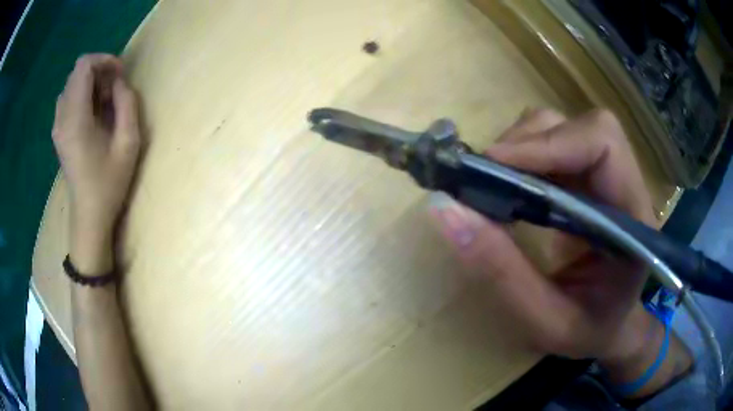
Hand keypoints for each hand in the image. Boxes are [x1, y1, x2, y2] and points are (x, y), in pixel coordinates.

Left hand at [52, 54, 140, 271]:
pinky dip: (82, 95)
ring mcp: (58, 126)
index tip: (119, 74)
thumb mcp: (129, 144)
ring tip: (104, 102)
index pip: (83, 66)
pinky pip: (68, 99)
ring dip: (90, 83)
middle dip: (99, 71)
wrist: (89, 216)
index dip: (104, 60)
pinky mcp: (58, 132)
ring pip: (71, 84)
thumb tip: (119, 83)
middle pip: (77, 72)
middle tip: (114, 90)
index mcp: (75, 118)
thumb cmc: (109, 184)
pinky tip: (93, 113)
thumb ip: (127, 104)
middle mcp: (62, 117)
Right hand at [430, 109, 656, 362]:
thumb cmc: (588, 329)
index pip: (602, 145)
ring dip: (520, 146)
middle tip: (483, 180)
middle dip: (527, 144)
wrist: (611, 325)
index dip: (549, 144)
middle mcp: (624, 184)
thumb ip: (502, 272)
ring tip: (492, 185)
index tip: (493, 167)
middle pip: (577, 127)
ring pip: (560, 127)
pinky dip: (522, 156)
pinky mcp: (587, 177)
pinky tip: (508, 187)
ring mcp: (605, 176)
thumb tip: (444, 209)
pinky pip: (551, 143)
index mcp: (632, 219)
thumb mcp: (546, 321)